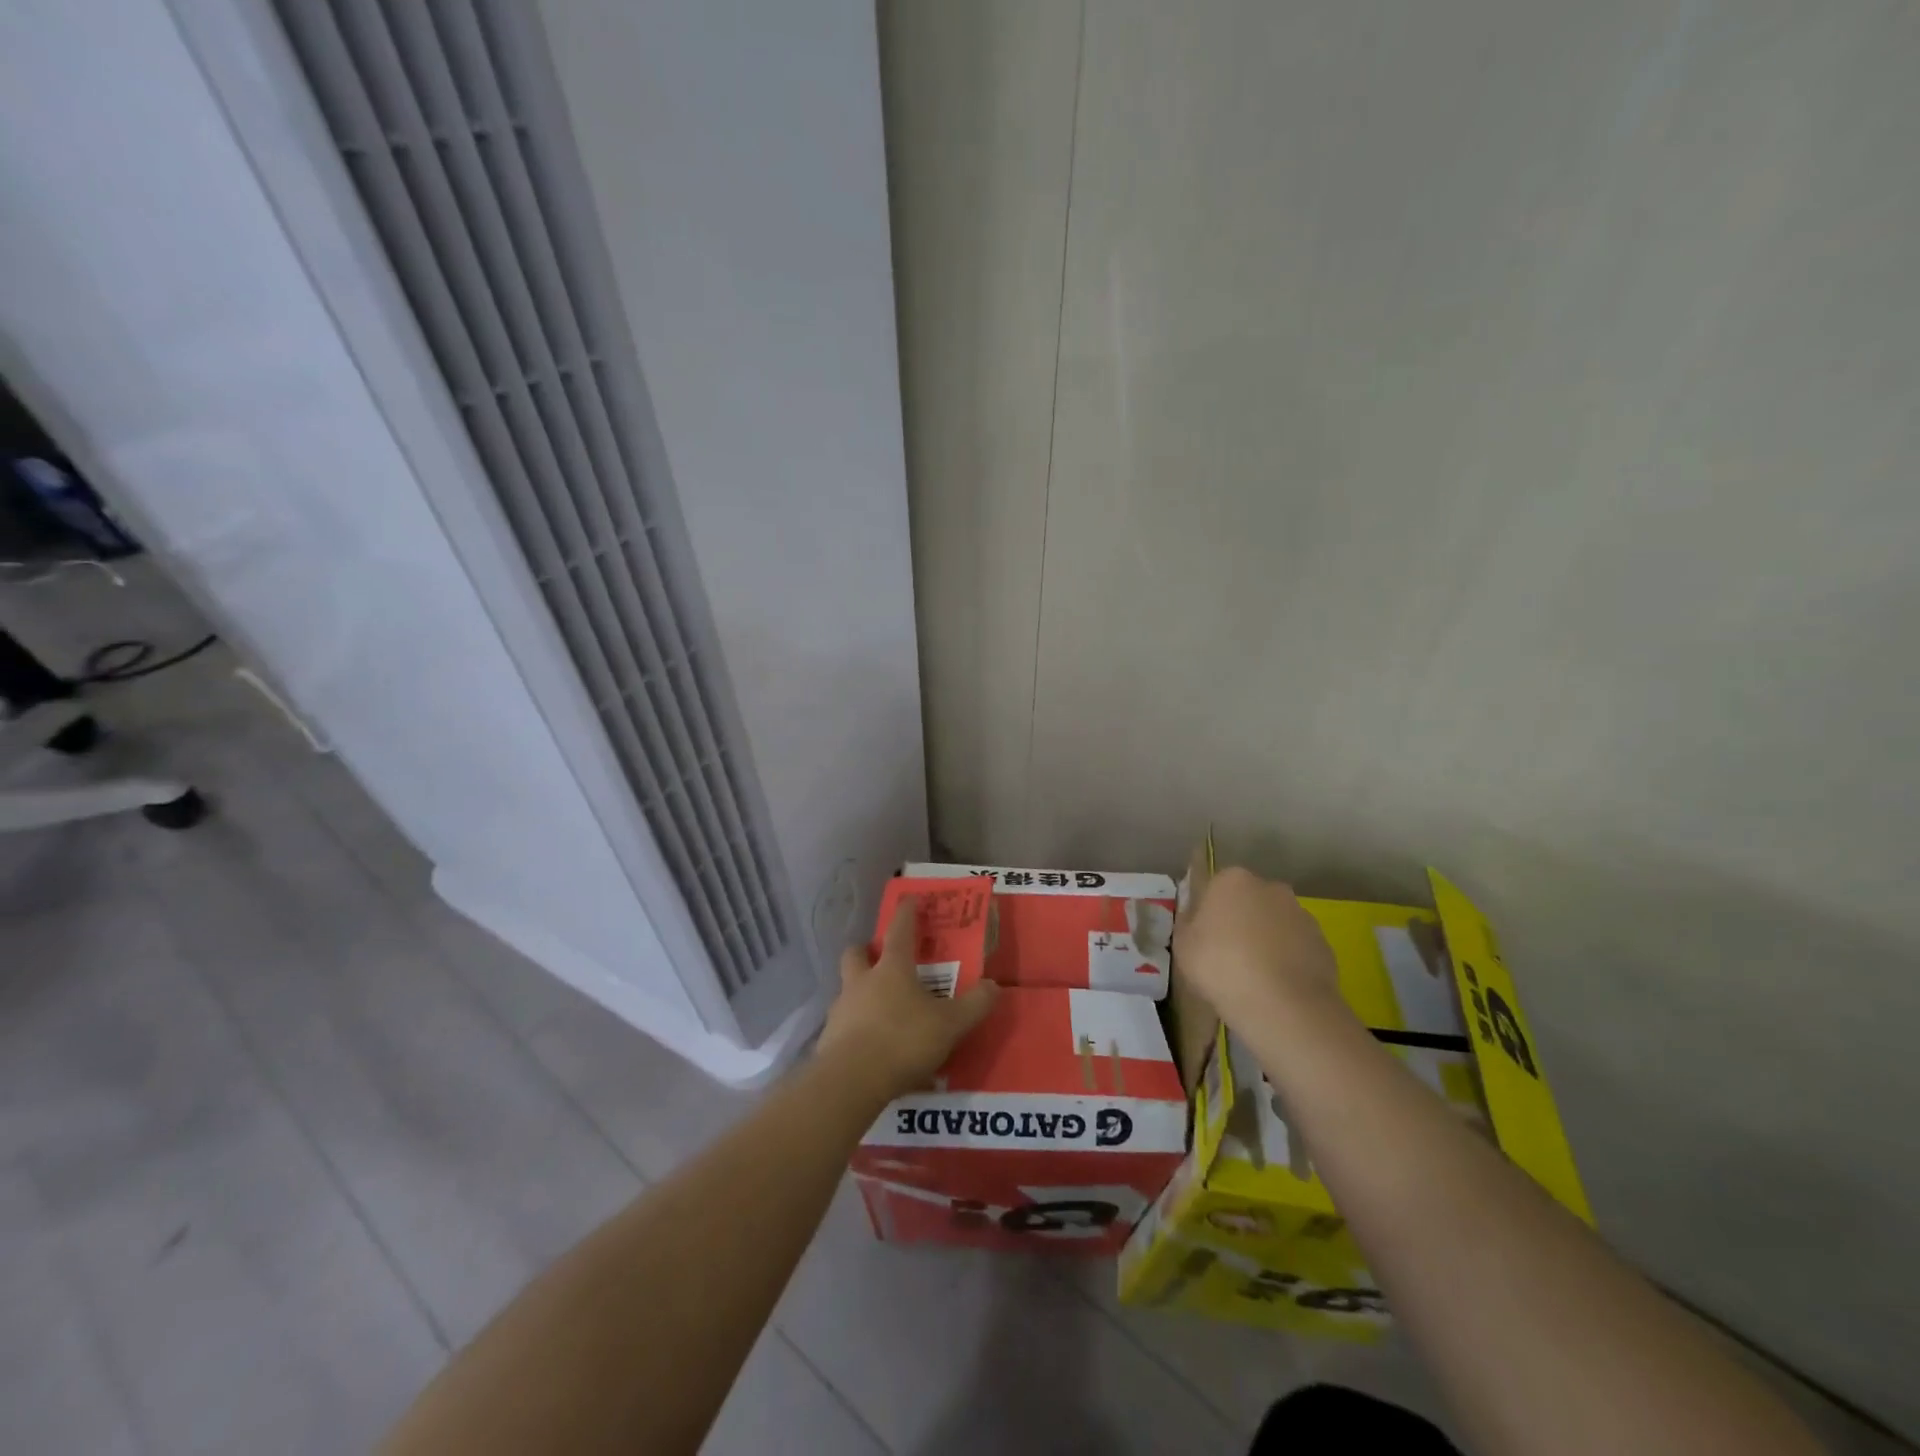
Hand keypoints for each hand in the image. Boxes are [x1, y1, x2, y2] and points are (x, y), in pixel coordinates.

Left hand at [816, 899, 998, 1101]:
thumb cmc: (903, 1040)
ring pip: (847, 989)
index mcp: (891, 969)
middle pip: (856, 953)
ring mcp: (841, 1010)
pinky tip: (871, 1048)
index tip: (909, 899)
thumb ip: (974, 1005)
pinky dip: (856, 1029)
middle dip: (866, 951)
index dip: (906, 913)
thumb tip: (994, 986)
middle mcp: (861, 981)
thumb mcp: (950, 1024)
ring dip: (860, 992)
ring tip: (880, 1010)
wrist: (851, 1081)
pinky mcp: (828, 1040)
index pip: (899, 930)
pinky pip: (844, 1025)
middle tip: (880, 958)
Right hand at [1174, 866, 1339, 1028]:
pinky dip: (1287, 960)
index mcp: (1232, 880)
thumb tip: (1195, 912)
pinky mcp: (1323, 943)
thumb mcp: (1183, 945)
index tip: (1204, 938)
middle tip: (1228, 956)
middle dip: (1240, 921)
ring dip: (1266, 940)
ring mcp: (1301, 914)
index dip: (1209, 913)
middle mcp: (1270, 887)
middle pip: (1249, 901)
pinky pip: (1296, 947)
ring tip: (1255, 977)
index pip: (1216, 887)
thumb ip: (1187, 921)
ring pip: (1275, 923)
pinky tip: (1277, 987)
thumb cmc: (1221, 967)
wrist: (1283, 1006)